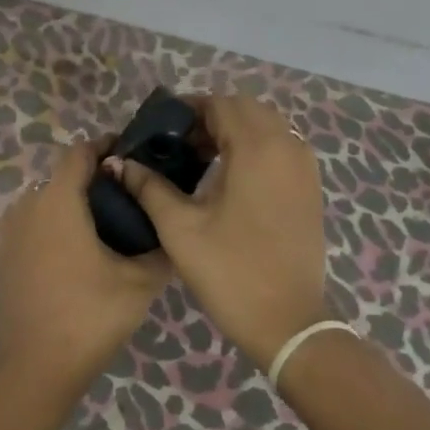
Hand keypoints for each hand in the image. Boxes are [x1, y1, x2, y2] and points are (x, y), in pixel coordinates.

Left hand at [0, 141, 170, 411]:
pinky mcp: (3, 255)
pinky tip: (78, 252)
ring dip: (73, 202)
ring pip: (46, 200)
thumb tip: (172, 230)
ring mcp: (10, 231)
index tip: (132, 154)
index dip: (106, 146)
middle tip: (129, 196)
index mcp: (58, 199)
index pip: (80, 151)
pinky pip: (33, 224)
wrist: (36, 367)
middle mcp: (28, 204)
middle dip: (94, 178)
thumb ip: (160, 248)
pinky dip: (55, 225)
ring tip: (107, 225)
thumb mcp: (139, 282)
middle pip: (63, 175)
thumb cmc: (89, 314)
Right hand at [111, 93, 328, 369]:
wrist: (289, 325)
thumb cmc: (231, 272)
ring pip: (267, 125)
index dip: (188, 109)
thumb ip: (149, 187)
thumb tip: (118, 162)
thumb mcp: (180, 228)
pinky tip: (230, 176)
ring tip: (201, 159)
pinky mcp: (311, 188)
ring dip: (235, 130)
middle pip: (246, 109)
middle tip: (179, 144)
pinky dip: (256, 147)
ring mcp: (304, 168)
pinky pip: (282, 147)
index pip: (221, 104)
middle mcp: (286, 147)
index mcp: (256, 149)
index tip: (161, 129)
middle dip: (211, 117)